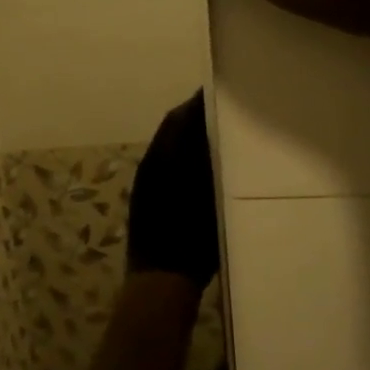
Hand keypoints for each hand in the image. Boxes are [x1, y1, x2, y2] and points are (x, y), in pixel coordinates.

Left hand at [126, 89, 219, 287]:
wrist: (161, 278)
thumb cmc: (192, 243)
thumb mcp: (213, 201)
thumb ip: (214, 165)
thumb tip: (220, 133)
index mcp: (166, 160)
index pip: (181, 118)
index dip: (199, 103)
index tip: (223, 92)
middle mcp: (151, 163)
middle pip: (172, 128)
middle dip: (194, 115)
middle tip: (224, 109)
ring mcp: (145, 179)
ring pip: (167, 144)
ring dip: (186, 134)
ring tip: (217, 131)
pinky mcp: (144, 194)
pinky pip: (162, 162)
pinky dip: (179, 154)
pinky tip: (199, 162)